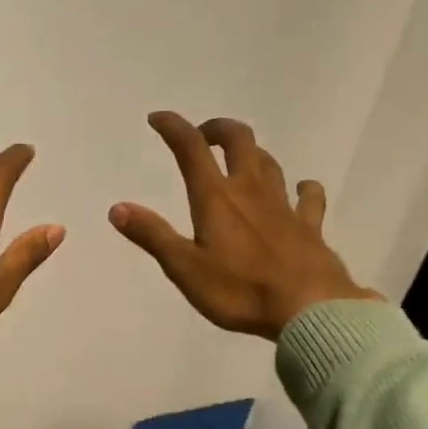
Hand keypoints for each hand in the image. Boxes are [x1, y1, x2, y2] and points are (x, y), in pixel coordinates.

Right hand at [110, 112, 378, 339]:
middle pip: (239, 140)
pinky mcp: (310, 226)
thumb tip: (117, 208)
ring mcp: (285, 206)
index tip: (158, 119)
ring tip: (241, 159)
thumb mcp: (185, 268)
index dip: (173, 127)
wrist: (310, 309)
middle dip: (218, 129)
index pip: (191, 149)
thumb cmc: (240, 291)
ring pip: (270, 163)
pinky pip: (309, 197)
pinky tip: (301, 190)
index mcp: (216, 198)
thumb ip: (152, 236)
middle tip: (203, 135)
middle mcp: (251, 191)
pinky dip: (303, 188)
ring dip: (252, 153)